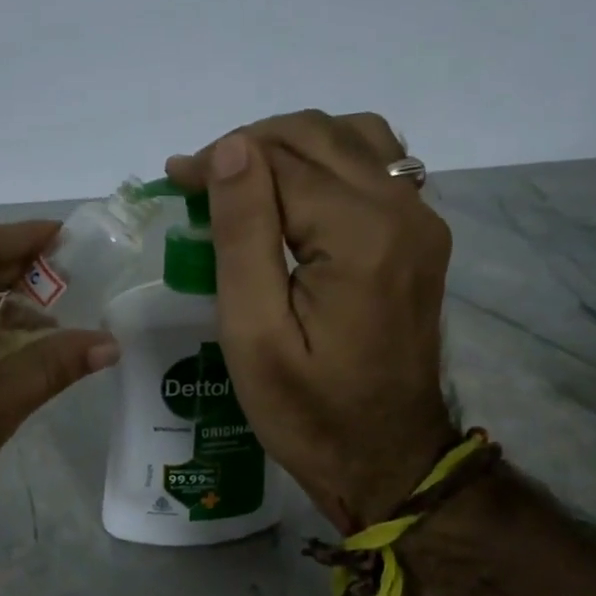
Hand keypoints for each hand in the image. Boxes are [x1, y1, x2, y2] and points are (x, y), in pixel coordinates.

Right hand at [166, 110, 454, 532]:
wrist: (387, 459)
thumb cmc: (308, 412)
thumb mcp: (254, 334)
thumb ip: (243, 235)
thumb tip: (230, 149)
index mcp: (360, 237)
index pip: (280, 160)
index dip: (220, 159)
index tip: (174, 177)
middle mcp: (402, 212)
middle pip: (319, 136)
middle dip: (250, 145)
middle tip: (199, 182)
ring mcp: (421, 222)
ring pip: (353, 139)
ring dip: (291, 147)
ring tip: (244, 183)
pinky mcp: (421, 238)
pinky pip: (377, 167)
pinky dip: (329, 162)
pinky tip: (296, 194)